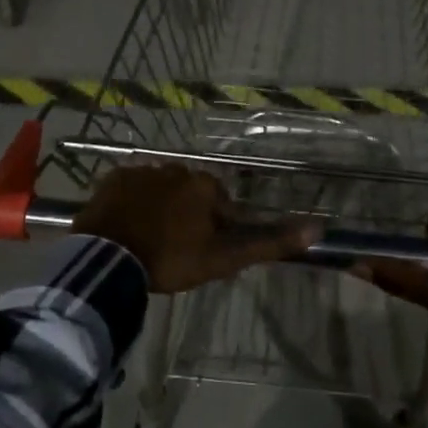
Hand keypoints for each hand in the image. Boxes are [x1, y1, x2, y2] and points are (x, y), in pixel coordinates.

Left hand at [73, 165, 321, 292]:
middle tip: (174, 248)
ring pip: (160, 189)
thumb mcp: (224, 257)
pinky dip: (131, 203)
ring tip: (148, 240)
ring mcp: (141, 171)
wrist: (110, 259)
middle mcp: (176, 168)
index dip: (214, 228)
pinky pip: (129, 188)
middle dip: (187, 214)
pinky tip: (126, 227)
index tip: (202, 251)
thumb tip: (317, 229)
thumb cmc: (172, 258)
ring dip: (159, 208)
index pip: (220, 204)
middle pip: (190, 193)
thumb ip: (268, 243)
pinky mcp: (113, 179)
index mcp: (204, 185)